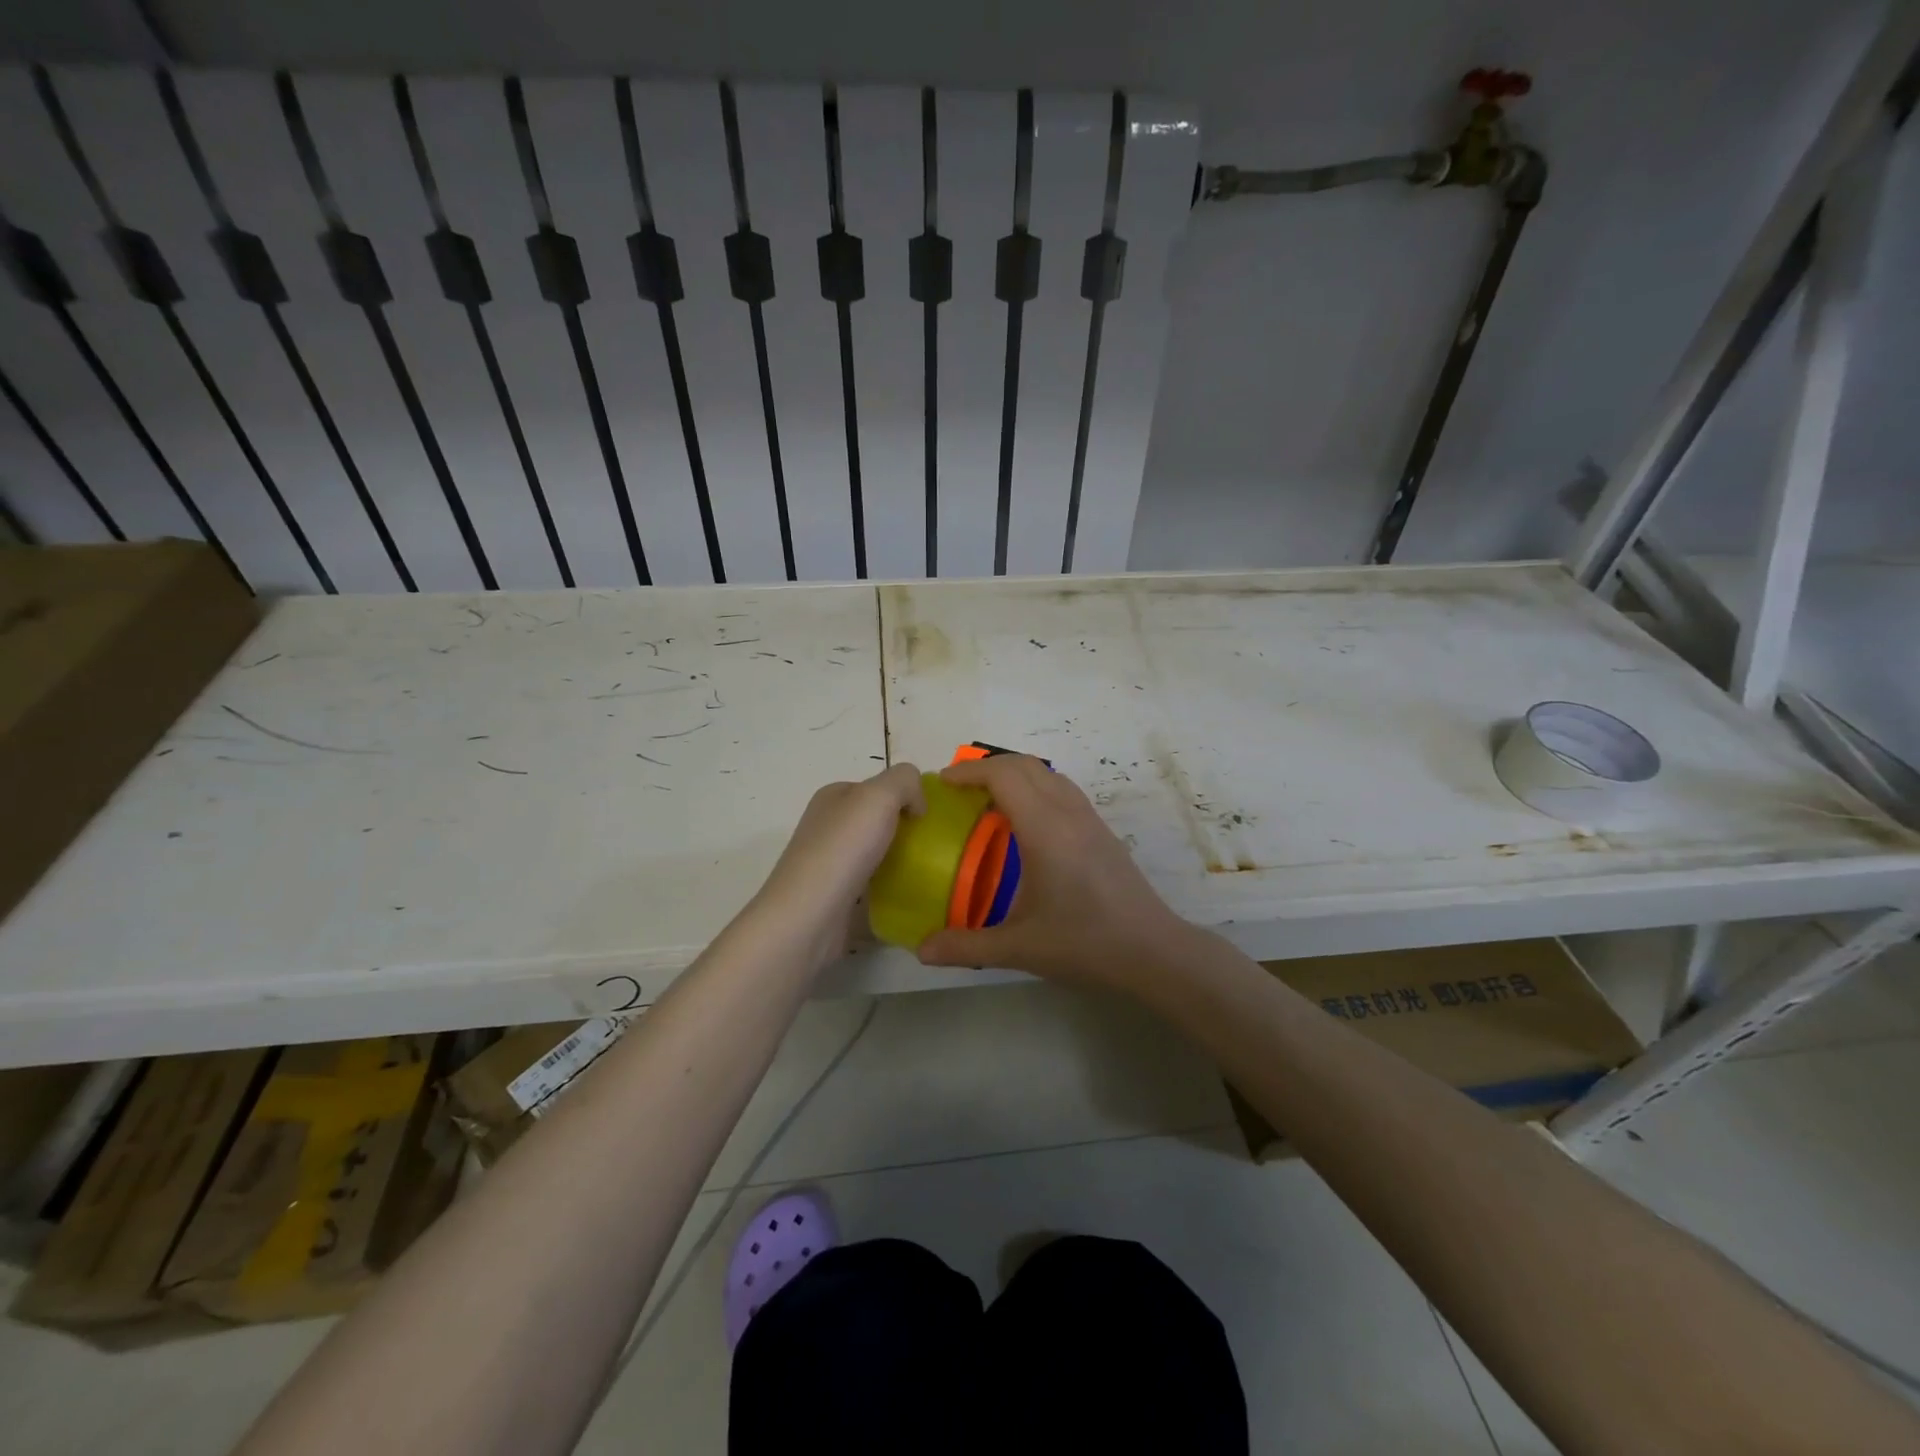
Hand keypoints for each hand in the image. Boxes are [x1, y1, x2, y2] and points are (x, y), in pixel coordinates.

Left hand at [752, 763, 926, 966]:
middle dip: (904, 829)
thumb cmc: (844, 848)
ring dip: (898, 859)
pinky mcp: (835, 897)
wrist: (809, 916)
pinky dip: (888, 888)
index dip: (905, 796)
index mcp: (833, 796)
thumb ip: (905, 782)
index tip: (927, 818)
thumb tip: (916, 804)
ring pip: (874, 852)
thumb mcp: (880, 795)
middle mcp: (827, 826)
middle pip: (876, 820)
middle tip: (931, 845)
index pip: (877, 787)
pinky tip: (905, 895)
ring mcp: (829, 863)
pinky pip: (870, 885)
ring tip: (925, 870)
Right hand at [917, 754, 1193, 993]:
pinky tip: (1025, 824)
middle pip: (1025, 765)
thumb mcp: (1019, 948)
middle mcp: (1068, 813)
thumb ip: (966, 947)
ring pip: (1048, 774)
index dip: (970, 772)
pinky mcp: (1102, 831)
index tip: (943, 783)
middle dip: (988, 767)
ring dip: (1015, 774)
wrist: (1153, 951)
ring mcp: (1090, 819)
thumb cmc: (1085, 944)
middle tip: (959, 790)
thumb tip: (922, 950)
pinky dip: (1036, 788)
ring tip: (988, 801)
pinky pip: (1063, 790)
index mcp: (1045, 829)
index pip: (1004, 776)